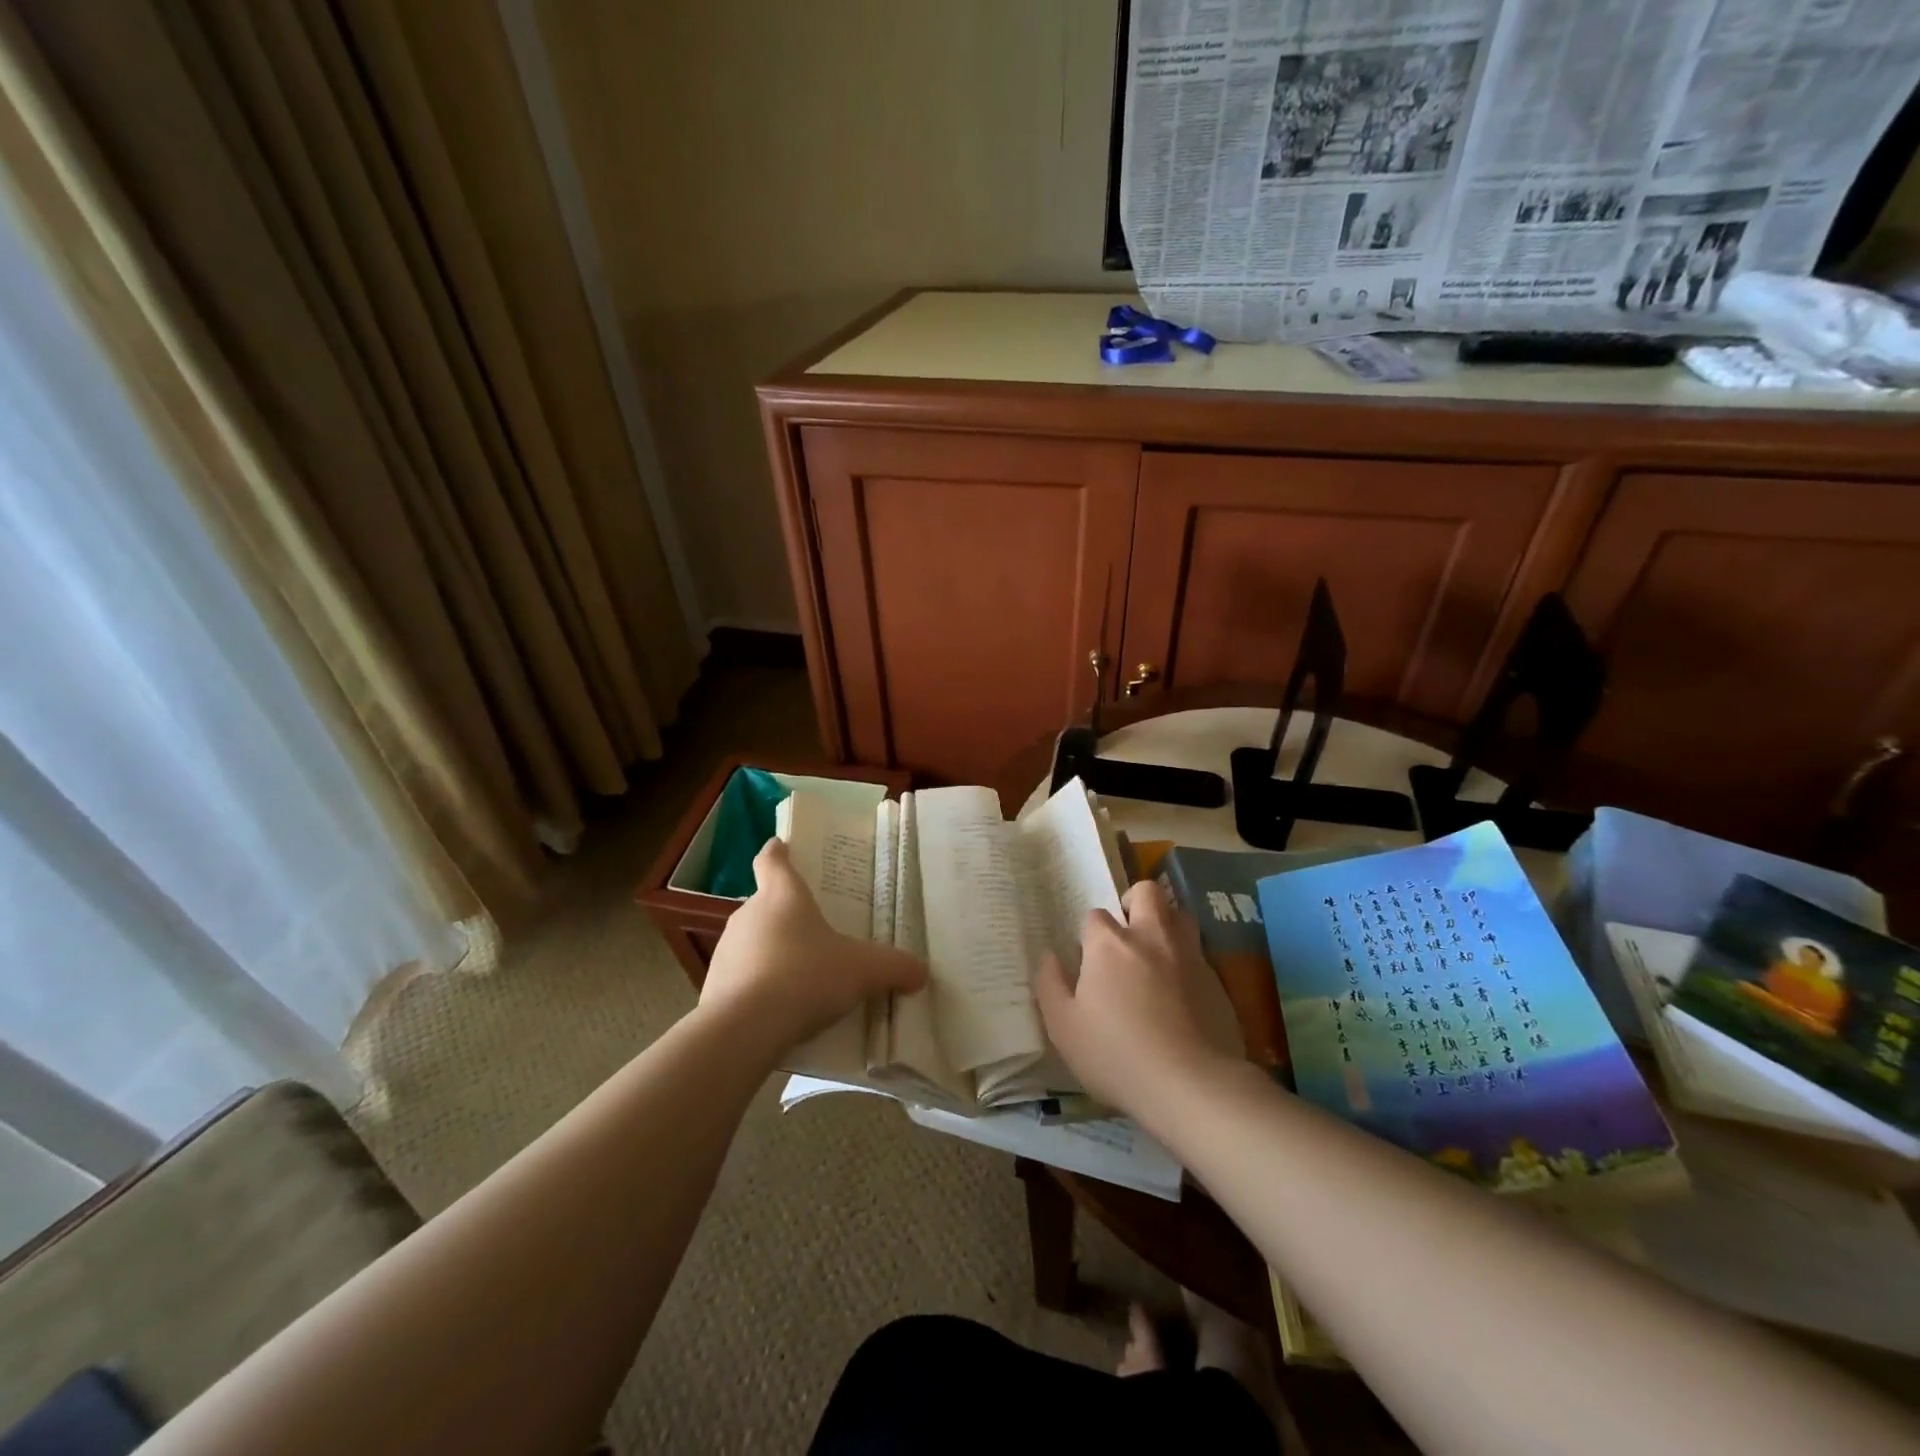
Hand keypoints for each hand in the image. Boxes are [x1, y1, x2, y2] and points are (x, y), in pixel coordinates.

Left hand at [700, 838, 926, 1057]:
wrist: (744, 1030)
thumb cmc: (806, 977)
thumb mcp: (862, 971)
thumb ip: (894, 967)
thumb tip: (921, 972)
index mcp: (782, 895)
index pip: (772, 859)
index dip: (778, 851)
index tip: (782, 847)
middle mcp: (748, 914)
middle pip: (766, 904)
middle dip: (787, 916)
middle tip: (816, 931)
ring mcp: (726, 950)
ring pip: (753, 941)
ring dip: (772, 953)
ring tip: (801, 977)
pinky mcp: (713, 986)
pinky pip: (741, 977)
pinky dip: (757, 986)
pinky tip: (780, 1009)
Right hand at [1036, 878, 1244, 1116]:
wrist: (1192, 1085)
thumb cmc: (1116, 1054)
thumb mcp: (1064, 1027)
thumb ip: (1050, 984)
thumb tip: (1049, 956)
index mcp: (1109, 943)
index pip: (1095, 916)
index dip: (1090, 936)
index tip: (1089, 963)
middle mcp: (1151, 936)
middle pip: (1146, 892)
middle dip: (1134, 902)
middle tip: (1127, 933)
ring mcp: (1188, 955)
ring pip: (1180, 915)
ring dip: (1166, 923)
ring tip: (1156, 953)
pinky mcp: (1217, 979)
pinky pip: (1199, 953)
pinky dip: (1187, 961)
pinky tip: (1181, 993)